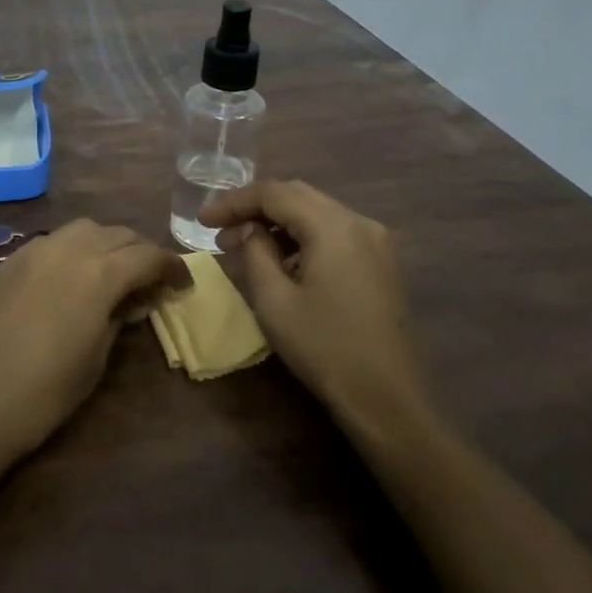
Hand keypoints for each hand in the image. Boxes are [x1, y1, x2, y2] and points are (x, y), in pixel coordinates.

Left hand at [0, 220, 191, 472]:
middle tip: (149, 279)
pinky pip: (48, 245)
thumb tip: (133, 300)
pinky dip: (70, 253)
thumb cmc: (39, 395)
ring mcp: (29, 252)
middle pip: (115, 233)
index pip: (147, 255)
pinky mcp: (2, 265)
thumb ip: (118, 319)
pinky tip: (65, 282)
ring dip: (104, 244)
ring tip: (109, 273)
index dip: (171, 266)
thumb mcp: (94, 361)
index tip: (183, 283)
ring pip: (80, 230)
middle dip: (139, 251)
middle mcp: (66, 248)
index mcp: (97, 271)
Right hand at [199, 180, 424, 429]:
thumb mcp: (275, 301)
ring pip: (318, 213)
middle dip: (256, 208)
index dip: (234, 202)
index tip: (203, 220)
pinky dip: (304, 237)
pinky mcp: (382, 263)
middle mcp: (359, 221)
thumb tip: (249, 230)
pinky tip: (283, 261)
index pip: (275, 193)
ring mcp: (376, 241)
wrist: (388, 399)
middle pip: (299, 196)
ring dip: (280, 223)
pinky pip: (335, 233)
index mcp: (333, 226)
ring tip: (245, 246)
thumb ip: (256, 252)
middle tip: (221, 230)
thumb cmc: (324, 349)